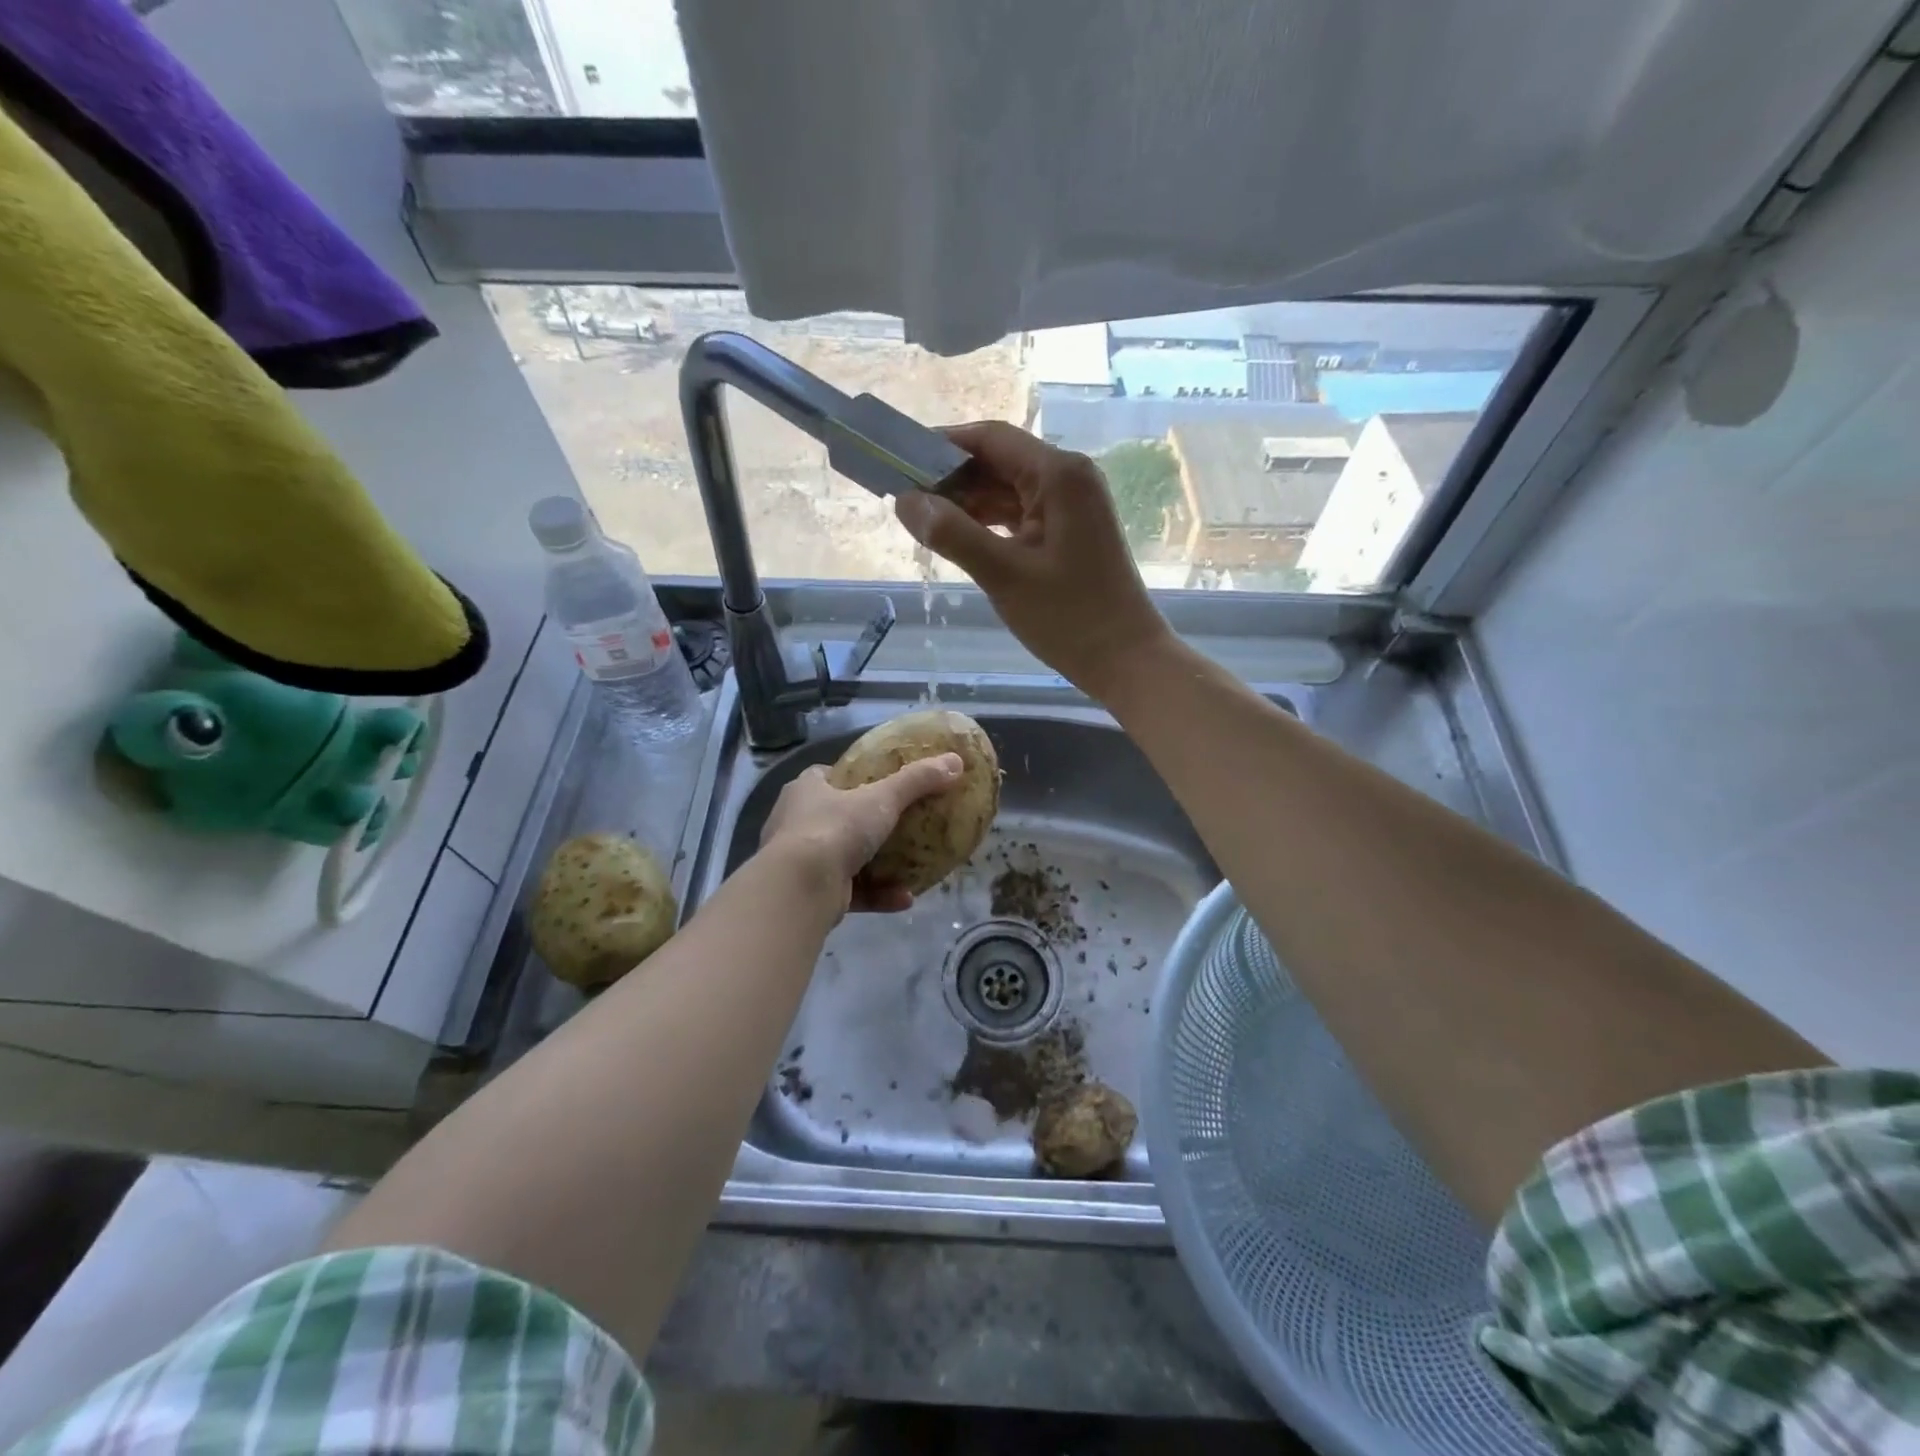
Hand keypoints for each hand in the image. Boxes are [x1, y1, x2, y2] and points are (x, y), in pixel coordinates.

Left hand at [758, 755, 962, 913]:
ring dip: (877, 865)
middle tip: (900, 825)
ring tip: (910, 865)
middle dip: (866, 824)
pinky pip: (850, 891)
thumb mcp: (882, 798)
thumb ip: (918, 780)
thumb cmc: (836, 828)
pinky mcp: (811, 893)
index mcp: (805, 790)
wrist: (801, 887)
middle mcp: (796, 822)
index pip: (827, 777)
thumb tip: (955, 761)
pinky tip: (905, 898)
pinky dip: (877, 894)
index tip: (880, 783)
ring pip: (843, 858)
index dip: (852, 778)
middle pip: (835, 817)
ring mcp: (801, 861)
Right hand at [894, 421, 1172, 698]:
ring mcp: (1073, 505)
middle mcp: (1069, 478)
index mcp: (1058, 474)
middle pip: (999, 461)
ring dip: (968, 503)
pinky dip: (990, 522)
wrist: (1126, 660)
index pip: (990, 438)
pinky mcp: (1071, 531)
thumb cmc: (1069, 618)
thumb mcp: (1003, 574)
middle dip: (952, 478)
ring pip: (1008, 490)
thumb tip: (905, 501)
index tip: (899, 461)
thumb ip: (952, 533)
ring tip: (923, 521)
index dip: (942, 445)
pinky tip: (958, 537)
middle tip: (904, 499)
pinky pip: (1021, 513)